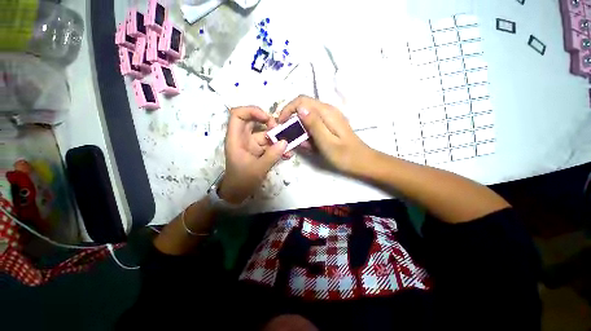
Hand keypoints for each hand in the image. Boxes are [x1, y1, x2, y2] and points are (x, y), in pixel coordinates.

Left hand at [218, 106, 286, 203]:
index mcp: (236, 139)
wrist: (238, 193)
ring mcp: (252, 145)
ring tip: (289, 147)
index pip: (238, 115)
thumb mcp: (258, 169)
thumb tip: (285, 142)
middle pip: (254, 121)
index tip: (267, 119)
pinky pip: (270, 145)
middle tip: (281, 131)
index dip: (252, 111)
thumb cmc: (242, 181)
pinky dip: (278, 149)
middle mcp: (243, 138)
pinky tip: (287, 155)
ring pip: (265, 135)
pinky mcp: (259, 151)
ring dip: (278, 139)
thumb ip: (272, 155)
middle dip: (269, 124)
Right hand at [278, 95, 372, 174]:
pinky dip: (308, 134)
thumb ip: (313, 124)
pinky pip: (314, 126)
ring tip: (304, 146)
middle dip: (293, 121)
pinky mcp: (329, 125)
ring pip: (307, 118)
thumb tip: (299, 108)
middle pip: (303, 108)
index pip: (301, 100)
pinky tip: (311, 146)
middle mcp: (327, 111)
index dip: (288, 109)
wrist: (362, 162)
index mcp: (326, 112)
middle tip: (291, 138)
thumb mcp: (326, 142)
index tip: (281, 123)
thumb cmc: (344, 155)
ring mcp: (329, 118)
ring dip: (301, 130)